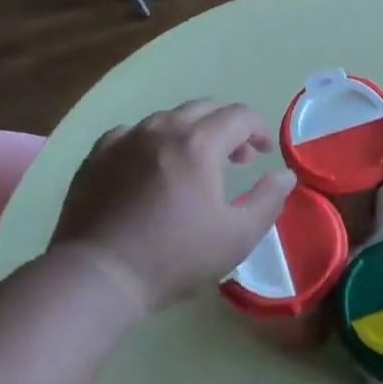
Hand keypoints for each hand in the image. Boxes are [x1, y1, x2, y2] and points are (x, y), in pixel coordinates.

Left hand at [49, 100, 295, 314]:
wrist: (97, 275)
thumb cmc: (174, 257)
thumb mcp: (236, 237)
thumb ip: (267, 201)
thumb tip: (285, 176)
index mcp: (199, 143)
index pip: (239, 116)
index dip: (258, 130)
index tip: (263, 154)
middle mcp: (162, 128)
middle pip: (204, 109)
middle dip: (227, 128)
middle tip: (236, 160)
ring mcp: (125, 138)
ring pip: (168, 118)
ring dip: (190, 133)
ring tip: (193, 166)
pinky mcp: (98, 154)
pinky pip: (133, 133)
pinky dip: (152, 143)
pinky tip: (149, 169)